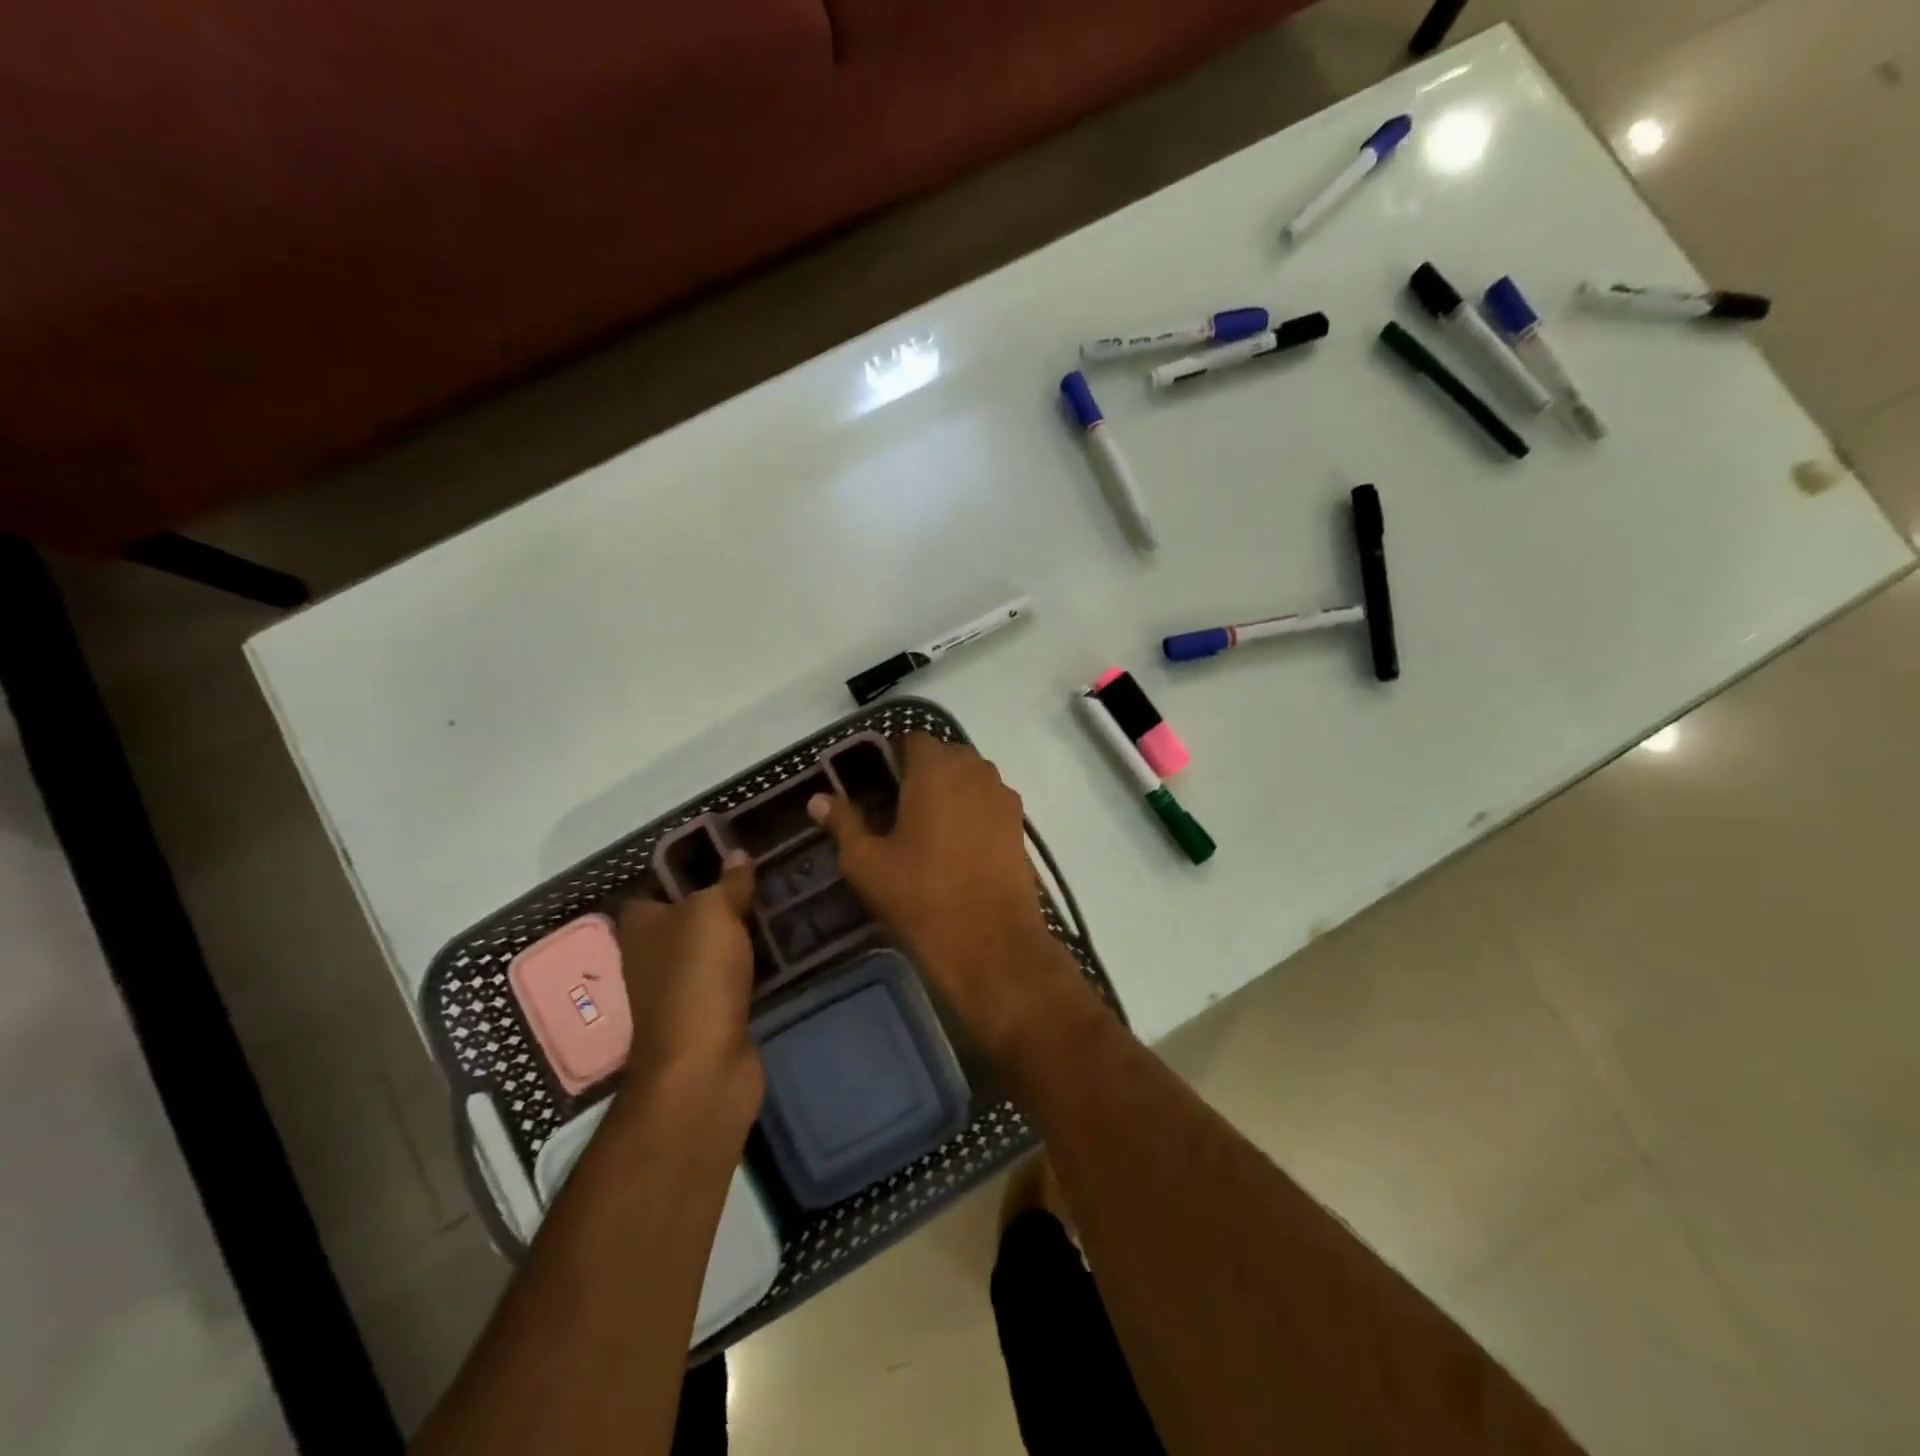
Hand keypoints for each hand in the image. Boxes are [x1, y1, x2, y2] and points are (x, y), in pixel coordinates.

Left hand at [614, 851, 762, 1117]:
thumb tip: (736, 853)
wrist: (703, 1066)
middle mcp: (652, 955)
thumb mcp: (714, 913)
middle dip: (717, 899)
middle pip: (685, 916)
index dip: (681, 869)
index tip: (721, 851)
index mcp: (641, 926)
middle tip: (760, 874)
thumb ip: (728, 883)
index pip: (653, 886)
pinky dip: (748, 964)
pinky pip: (730, 976)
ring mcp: (679, 989)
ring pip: (710, 948)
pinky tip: (776, 947)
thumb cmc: (696, 977)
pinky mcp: (708, 1014)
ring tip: (774, 903)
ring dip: (736, 933)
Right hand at [807, 734, 1090, 1057]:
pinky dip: (972, 810)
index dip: (892, 755)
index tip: (876, 783)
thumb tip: (818, 799)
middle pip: (944, 755)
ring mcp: (1002, 796)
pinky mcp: (1020, 824)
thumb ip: (843, 822)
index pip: (912, 739)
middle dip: (921, 771)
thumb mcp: (867, 861)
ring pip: (970, 777)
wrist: (990, 941)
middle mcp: (974, 769)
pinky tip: (956, 845)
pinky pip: (989, 801)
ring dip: (949, 790)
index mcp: (935, 768)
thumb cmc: (920, 894)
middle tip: (896, 806)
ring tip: (926, 826)